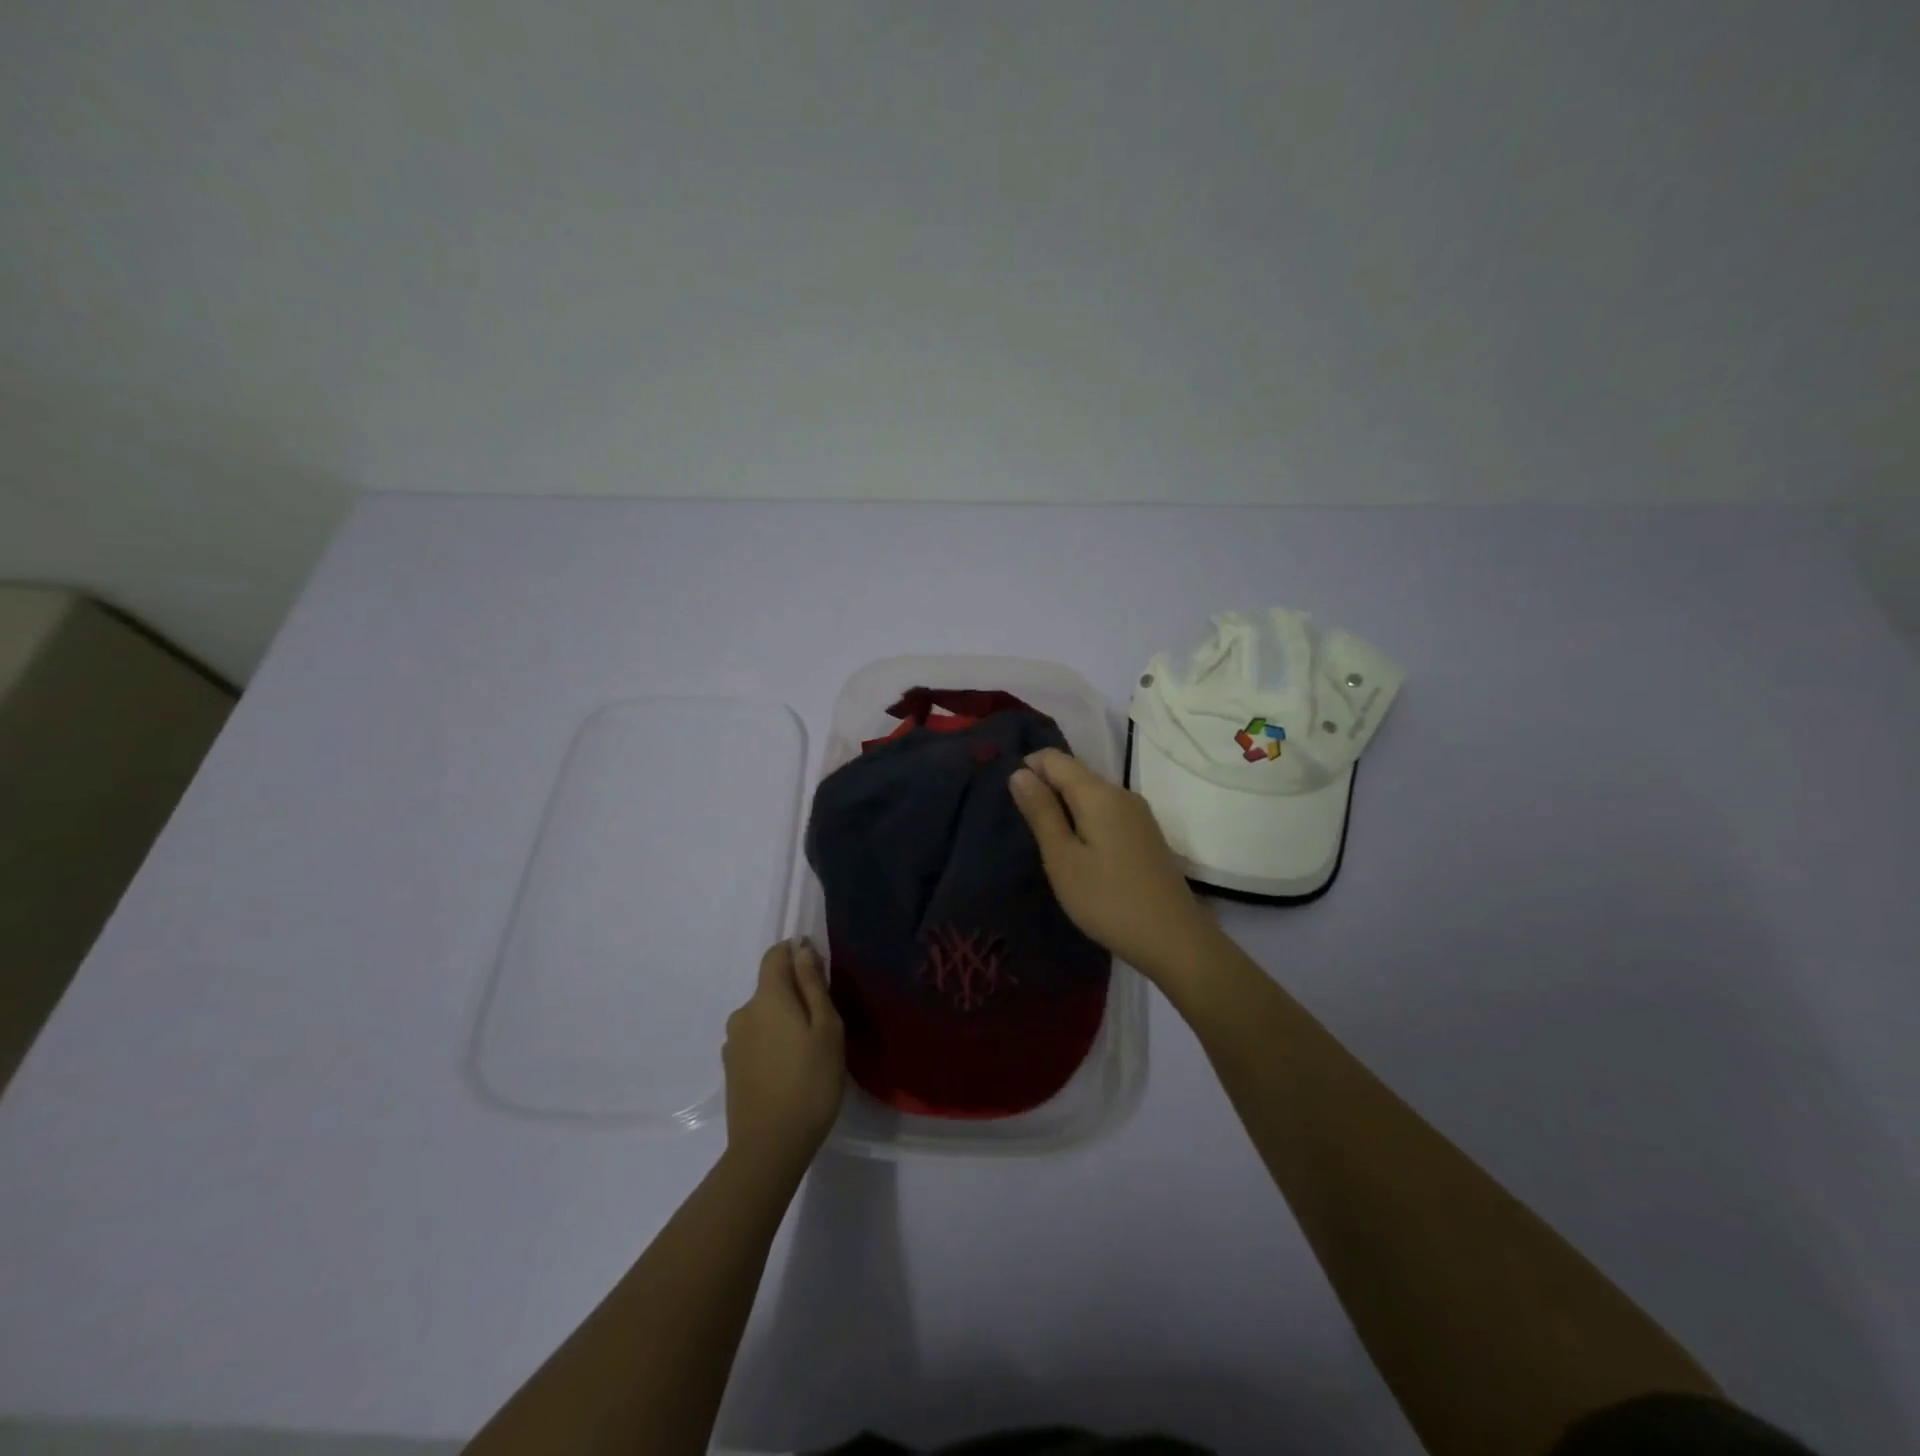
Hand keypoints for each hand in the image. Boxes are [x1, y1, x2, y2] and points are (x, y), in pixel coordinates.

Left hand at [722, 939, 844, 1178]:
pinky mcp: (730, 1069)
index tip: (819, 971)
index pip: (775, 955)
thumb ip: (813, 985)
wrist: (769, 1148)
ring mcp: (733, 1042)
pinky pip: (755, 1040)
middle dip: (795, 994)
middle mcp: (743, 1013)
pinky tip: (789, 1070)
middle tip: (824, 1024)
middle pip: (771, 988)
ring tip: (808, 1052)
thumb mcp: (827, 1029)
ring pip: (764, 1016)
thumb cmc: (809, 1082)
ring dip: (783, 1022)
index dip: (796, 953)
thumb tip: (802, 950)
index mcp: (767, 997)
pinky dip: (772, 1044)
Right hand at [1009, 748, 1223, 982]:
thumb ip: (1041, 812)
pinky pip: (1107, 812)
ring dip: (1065, 808)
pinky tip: (1079, 853)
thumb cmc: (1107, 899)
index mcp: (1098, 793)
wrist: (1173, 939)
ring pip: (1091, 795)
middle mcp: (1122, 793)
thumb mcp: (1062, 858)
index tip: (1012, 800)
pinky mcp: (1146, 835)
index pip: (1055, 758)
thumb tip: (1019, 772)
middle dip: (1046, 789)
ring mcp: (1138, 814)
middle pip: (1075, 774)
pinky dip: (1085, 821)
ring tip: (1047, 842)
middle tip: (1024, 827)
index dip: (1029, 768)